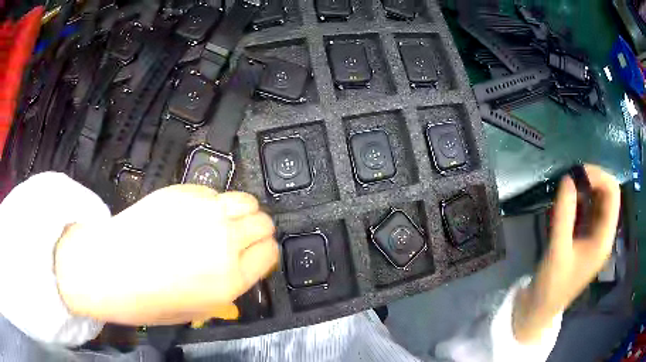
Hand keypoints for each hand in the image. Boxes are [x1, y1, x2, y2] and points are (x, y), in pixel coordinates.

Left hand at [54, 185, 278, 325]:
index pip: (270, 253)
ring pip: (245, 200)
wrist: (106, 269)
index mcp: (229, 279)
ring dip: (241, 211)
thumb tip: (238, 269)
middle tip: (240, 237)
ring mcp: (203, 212)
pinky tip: (193, 214)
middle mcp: (223, 242)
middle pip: (263, 223)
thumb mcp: (196, 310)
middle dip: (257, 231)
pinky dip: (212, 202)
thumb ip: (226, 288)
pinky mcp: (182, 191)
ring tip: (224, 220)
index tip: (256, 254)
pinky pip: (213, 192)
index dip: (265, 253)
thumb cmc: (147, 299)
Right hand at [513, 164, 620, 343]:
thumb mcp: (558, 250)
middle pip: (608, 194)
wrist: (542, 307)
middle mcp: (604, 233)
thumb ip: (565, 214)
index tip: (578, 173)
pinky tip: (568, 199)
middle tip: (571, 176)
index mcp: (604, 239)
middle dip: (592, 179)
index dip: (599, 177)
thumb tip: (568, 178)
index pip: (613, 194)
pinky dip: (580, 199)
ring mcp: (596, 235)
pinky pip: (589, 210)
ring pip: (598, 200)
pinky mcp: (586, 237)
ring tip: (568, 186)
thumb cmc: (552, 284)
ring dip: (586, 188)